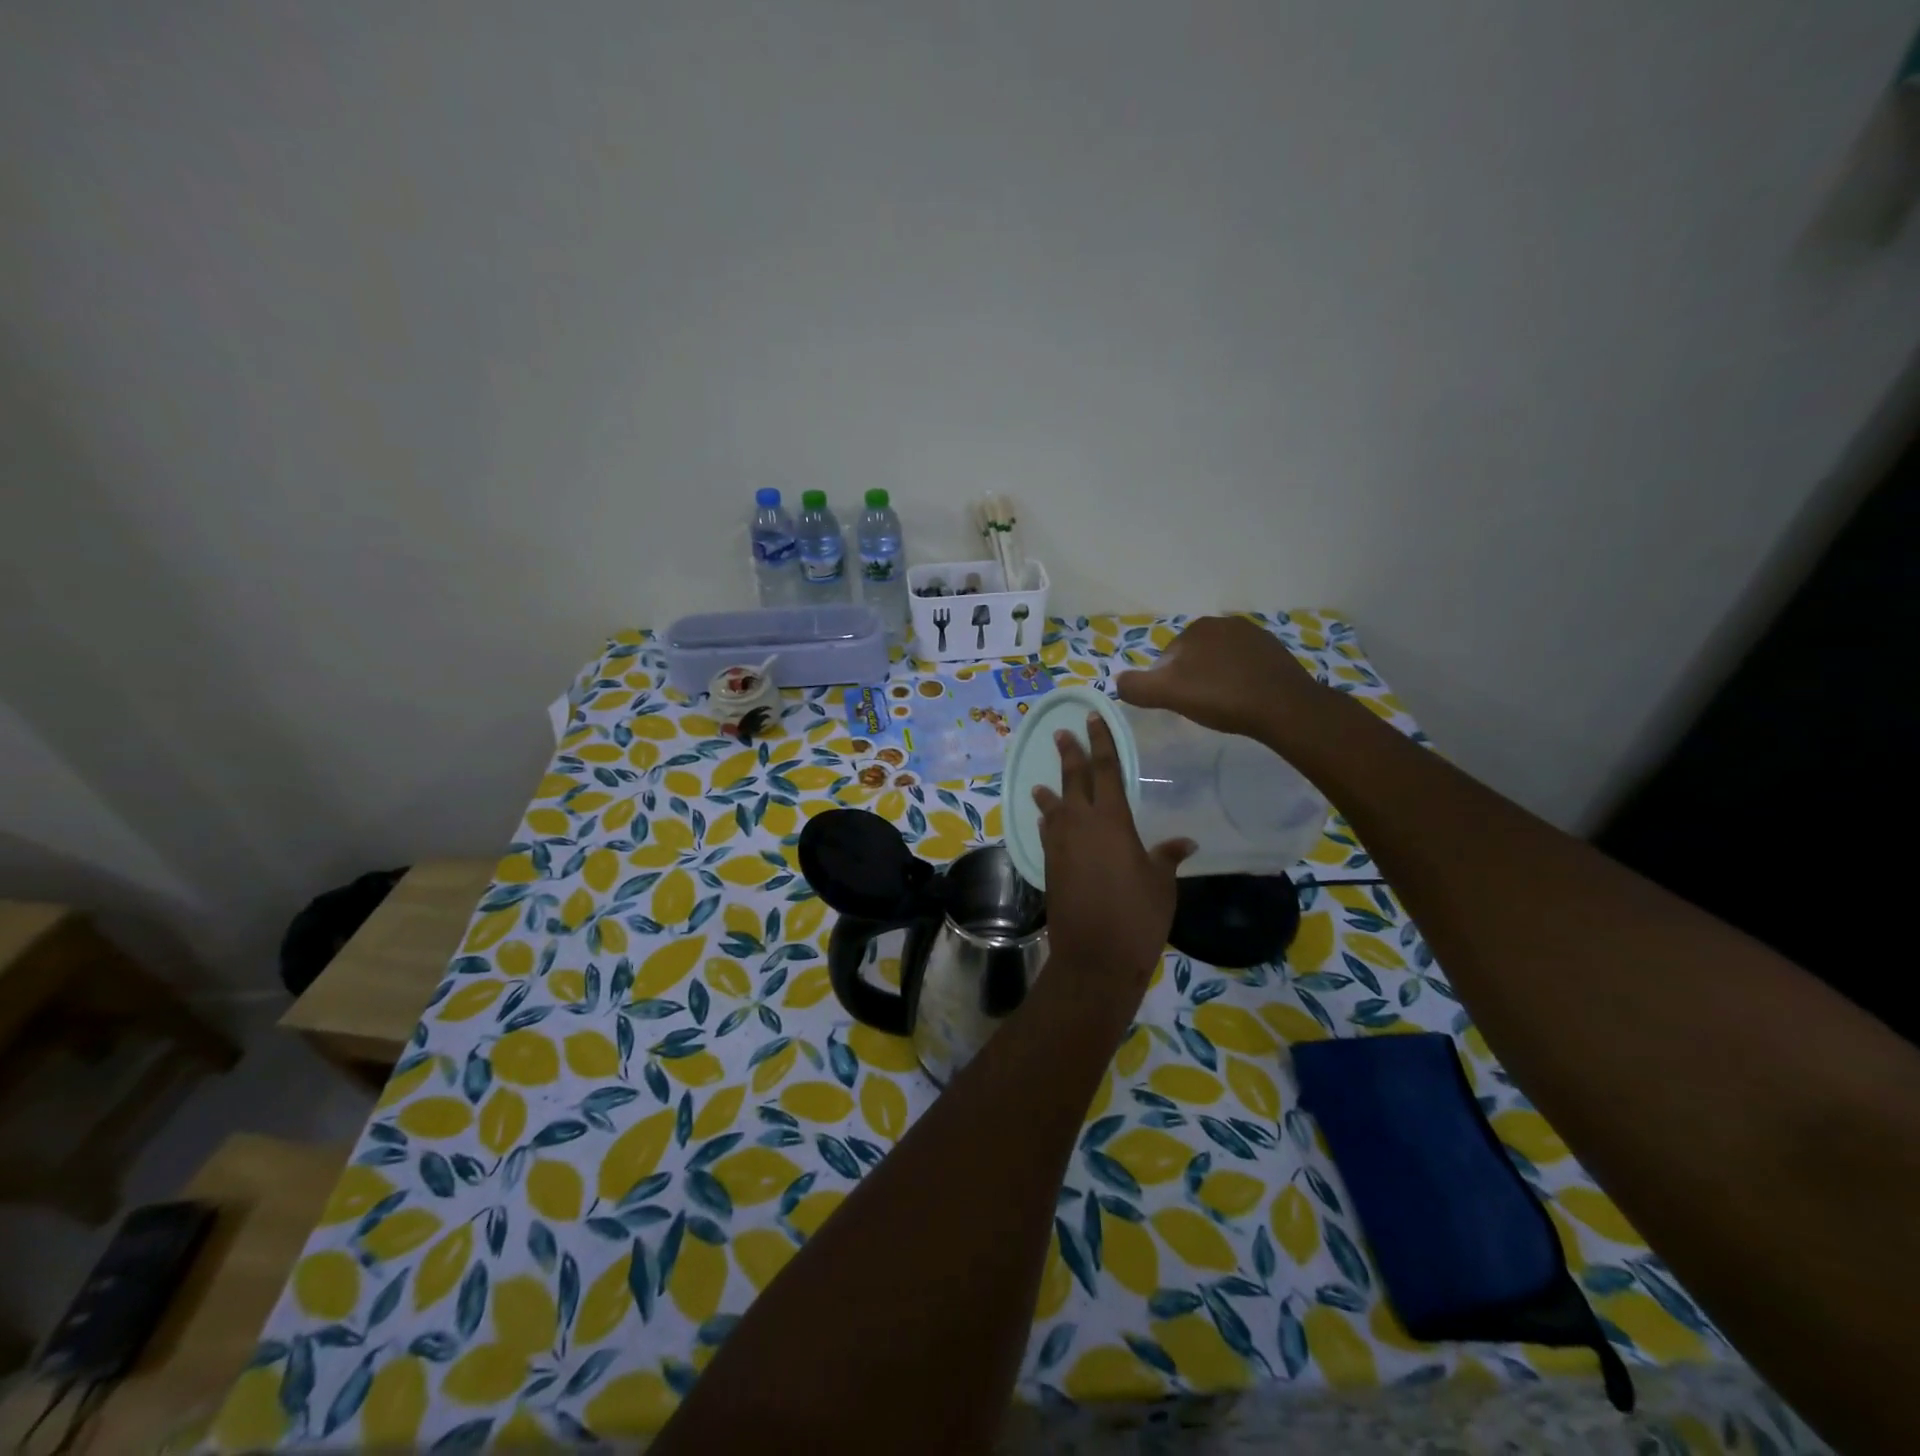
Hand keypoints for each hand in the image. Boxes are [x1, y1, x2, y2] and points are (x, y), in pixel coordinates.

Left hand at [1032, 712, 1192, 991]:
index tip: (1092, 719)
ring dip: (1050, 791)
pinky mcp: (1050, 866)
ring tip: (1043, 781)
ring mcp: (1060, 845)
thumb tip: (1185, 842)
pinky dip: (1048, 822)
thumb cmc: (1136, 917)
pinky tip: (1047, 821)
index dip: (1100, 742)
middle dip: (1069, 754)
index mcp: (1112, 821)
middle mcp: (1080, 825)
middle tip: (1062, 733)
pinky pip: (1048, 833)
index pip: (1105, 770)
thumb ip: (1167, 857)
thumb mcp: (1161, 884)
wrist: (1094, 957)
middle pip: (1073, 780)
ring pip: (1054, 807)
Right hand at [1115, 615, 1321, 739]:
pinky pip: (1245, 666)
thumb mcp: (1168, 694)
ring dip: (1216, 679)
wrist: (1284, 707)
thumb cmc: (1221, 697)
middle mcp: (1226, 623)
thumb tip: (1118, 682)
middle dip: (1193, 678)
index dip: (1167, 682)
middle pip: (1195, 657)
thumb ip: (1137, 687)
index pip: (1168, 657)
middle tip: (1200, 706)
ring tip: (1223, 705)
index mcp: (1198, 627)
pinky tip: (1244, 700)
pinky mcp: (1276, 652)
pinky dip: (1239, 680)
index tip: (1179, 703)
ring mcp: (1255, 635)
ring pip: (1220, 660)